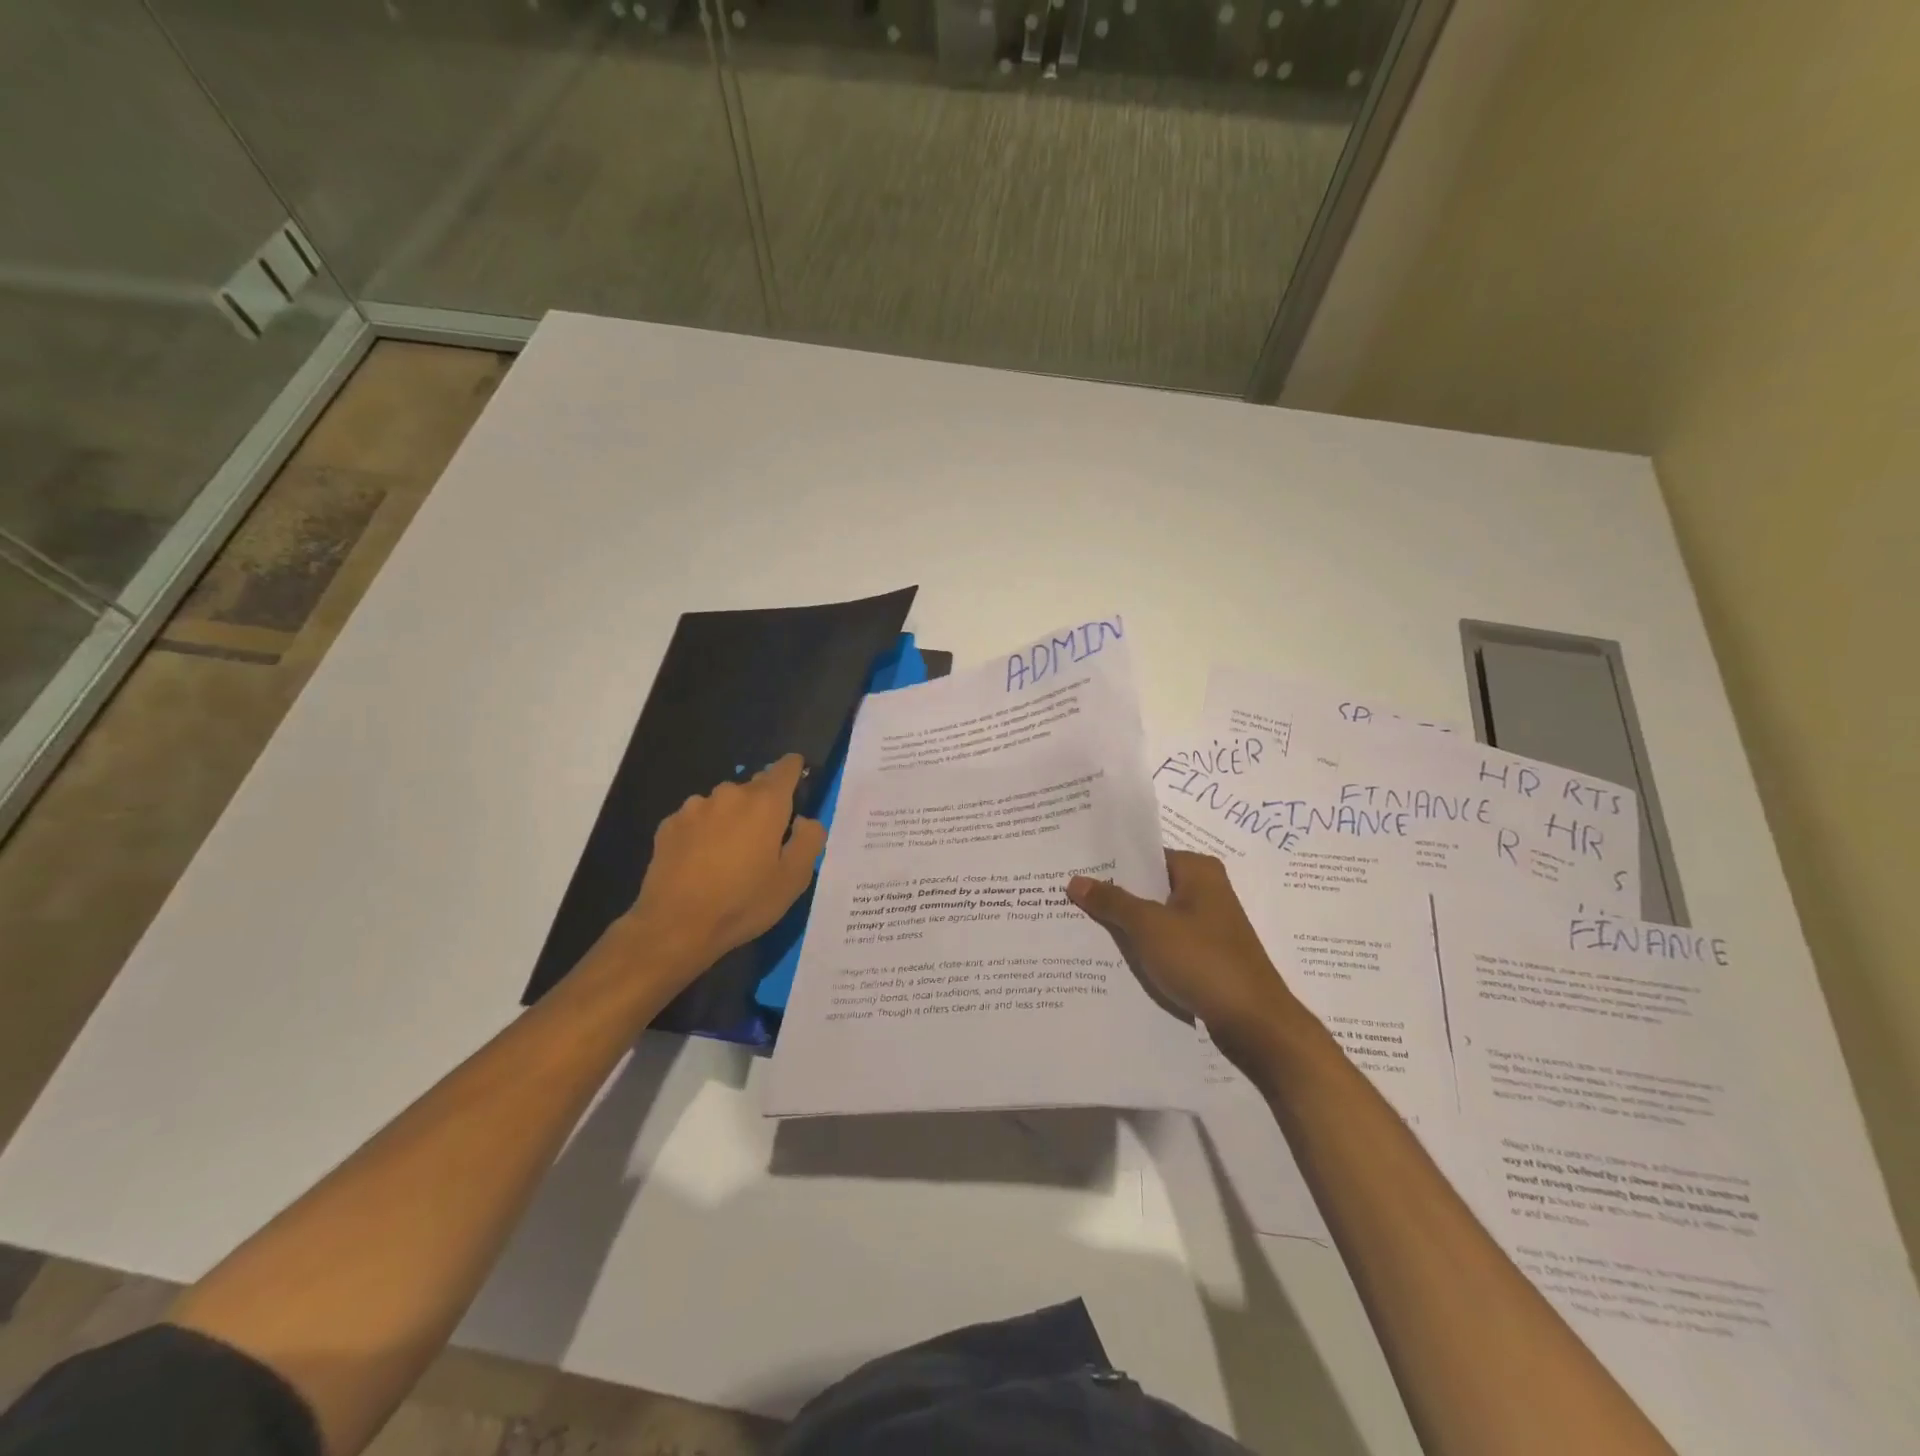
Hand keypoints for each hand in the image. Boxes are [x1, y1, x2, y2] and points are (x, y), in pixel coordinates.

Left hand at [623, 754, 826, 974]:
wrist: (674, 927)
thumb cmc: (743, 902)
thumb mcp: (794, 879)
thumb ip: (809, 840)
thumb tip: (804, 820)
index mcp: (765, 803)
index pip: (786, 767)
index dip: (795, 771)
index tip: (798, 784)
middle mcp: (729, 794)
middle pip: (754, 789)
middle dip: (763, 808)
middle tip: (764, 844)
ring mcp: (694, 807)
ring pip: (723, 805)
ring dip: (731, 820)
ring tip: (729, 857)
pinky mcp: (669, 825)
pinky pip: (697, 820)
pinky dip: (704, 833)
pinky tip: (700, 864)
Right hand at [1067, 851, 1301, 1042]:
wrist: (1254, 1023)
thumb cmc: (1203, 961)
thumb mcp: (1149, 926)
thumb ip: (1112, 901)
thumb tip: (1075, 881)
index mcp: (1199, 870)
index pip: (1145, 855)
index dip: (1110, 862)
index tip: (1074, 867)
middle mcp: (1206, 890)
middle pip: (1149, 885)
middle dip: (1114, 894)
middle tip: (1067, 896)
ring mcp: (1208, 925)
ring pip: (1156, 915)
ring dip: (1127, 922)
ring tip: (1081, 924)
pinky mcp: (1207, 955)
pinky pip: (1166, 941)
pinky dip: (1144, 945)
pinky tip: (1113, 954)